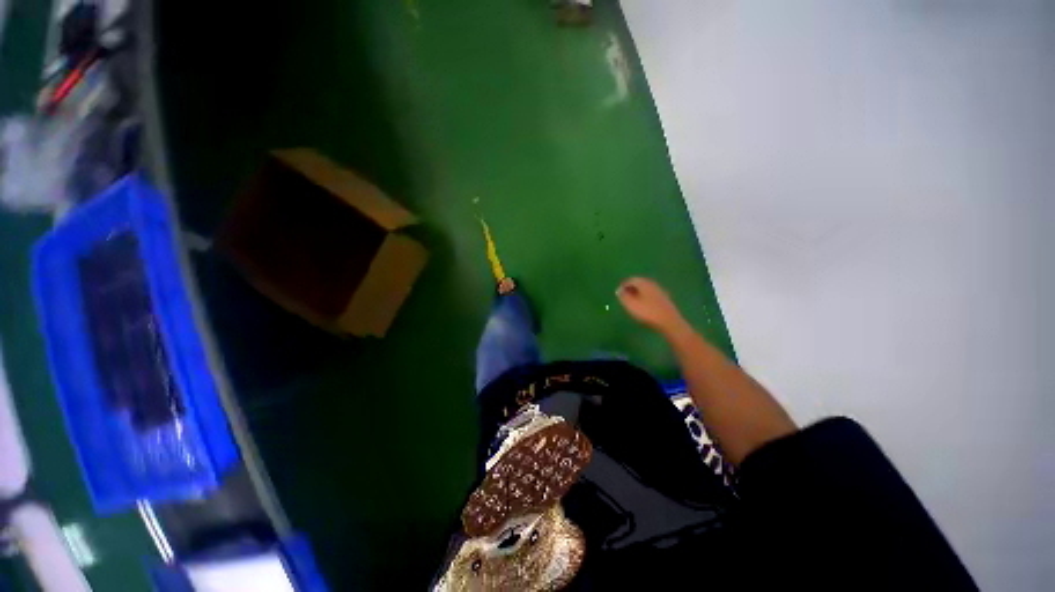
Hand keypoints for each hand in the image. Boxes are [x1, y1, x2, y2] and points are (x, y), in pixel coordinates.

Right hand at [616, 277, 686, 334]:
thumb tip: (619, 290)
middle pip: (640, 283)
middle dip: (631, 288)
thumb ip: (623, 296)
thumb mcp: (631, 305)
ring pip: (646, 289)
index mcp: (644, 283)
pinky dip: (645, 297)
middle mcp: (652, 284)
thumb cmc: (647, 312)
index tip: (619, 292)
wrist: (669, 321)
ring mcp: (660, 291)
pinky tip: (644, 305)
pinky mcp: (665, 299)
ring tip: (633, 301)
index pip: (632, 279)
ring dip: (638, 293)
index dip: (624, 285)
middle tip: (625, 296)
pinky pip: (652, 295)